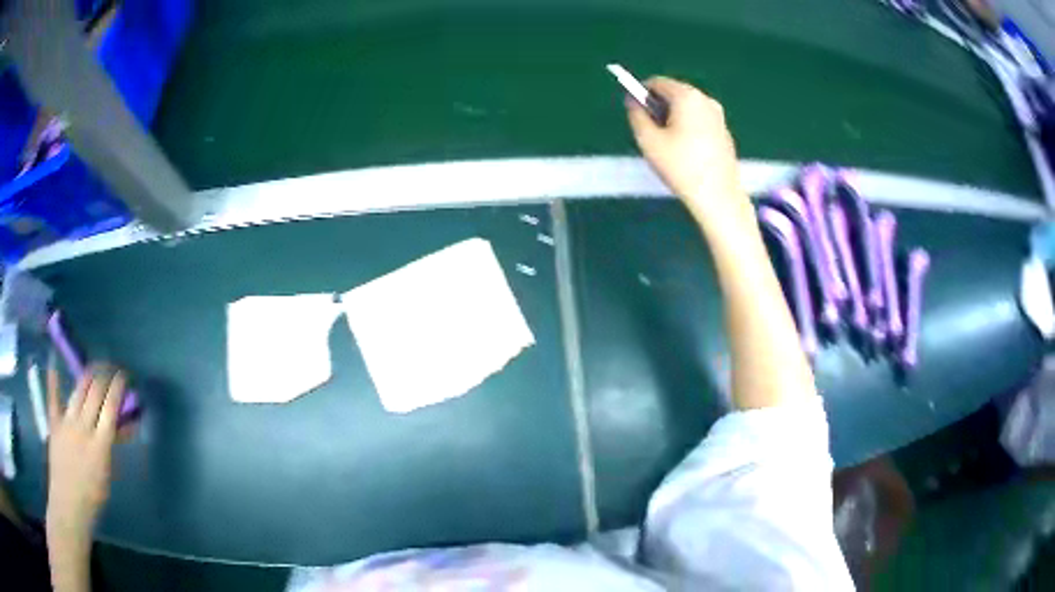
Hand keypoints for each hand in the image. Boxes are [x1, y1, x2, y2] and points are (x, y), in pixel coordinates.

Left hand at [46, 364, 125, 541]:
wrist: (68, 504)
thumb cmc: (93, 497)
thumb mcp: (107, 474)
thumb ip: (112, 447)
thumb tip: (125, 427)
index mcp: (100, 444)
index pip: (110, 406)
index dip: (117, 388)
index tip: (123, 377)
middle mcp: (83, 427)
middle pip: (94, 392)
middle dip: (104, 376)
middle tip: (110, 369)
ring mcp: (66, 423)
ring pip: (78, 391)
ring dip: (87, 376)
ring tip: (94, 369)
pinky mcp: (54, 424)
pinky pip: (53, 398)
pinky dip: (53, 381)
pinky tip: (53, 365)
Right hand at [626, 77, 754, 231]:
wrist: (718, 196)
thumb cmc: (680, 167)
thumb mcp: (648, 140)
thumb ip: (636, 114)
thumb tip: (632, 101)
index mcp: (687, 96)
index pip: (657, 82)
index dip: (641, 94)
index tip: (635, 113)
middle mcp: (706, 100)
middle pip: (674, 93)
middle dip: (659, 107)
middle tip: (651, 133)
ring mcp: (719, 116)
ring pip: (687, 108)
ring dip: (673, 118)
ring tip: (668, 145)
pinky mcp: (725, 132)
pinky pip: (700, 121)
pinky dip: (689, 128)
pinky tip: (686, 153)